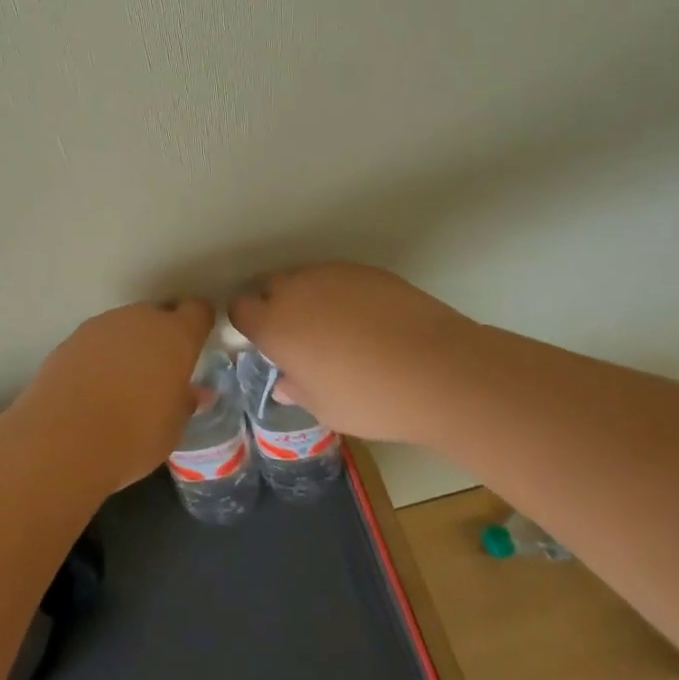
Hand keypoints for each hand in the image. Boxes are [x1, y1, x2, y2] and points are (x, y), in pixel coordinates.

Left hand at [13, 298, 214, 489]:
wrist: (63, 440)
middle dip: (162, 337)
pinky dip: (101, 356)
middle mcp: (140, 319)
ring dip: (129, 345)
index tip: (196, 345)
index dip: (198, 325)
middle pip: (158, 315)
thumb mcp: (172, 428)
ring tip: (124, 382)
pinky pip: (97, 341)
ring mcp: (102, 325)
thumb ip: (185, 402)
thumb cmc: (134, 436)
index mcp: (175, 336)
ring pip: (125, 326)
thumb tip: (195, 393)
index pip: (197, 311)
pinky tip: (94, 387)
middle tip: (160, 372)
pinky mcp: (71, 338)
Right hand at [230, 264, 470, 445]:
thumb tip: (285, 383)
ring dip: (309, 299)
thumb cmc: (371, 399)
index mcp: (275, 325)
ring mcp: (332, 274)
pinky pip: (338, 278)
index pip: (240, 309)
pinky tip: (367, 321)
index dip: (249, 324)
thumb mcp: (326, 409)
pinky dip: (342, 295)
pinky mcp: (365, 270)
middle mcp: (296, 291)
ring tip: (338, 330)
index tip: (265, 344)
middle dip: (277, 307)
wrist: (438, 369)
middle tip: (301, 339)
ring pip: (305, 280)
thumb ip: (298, 390)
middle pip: (270, 287)